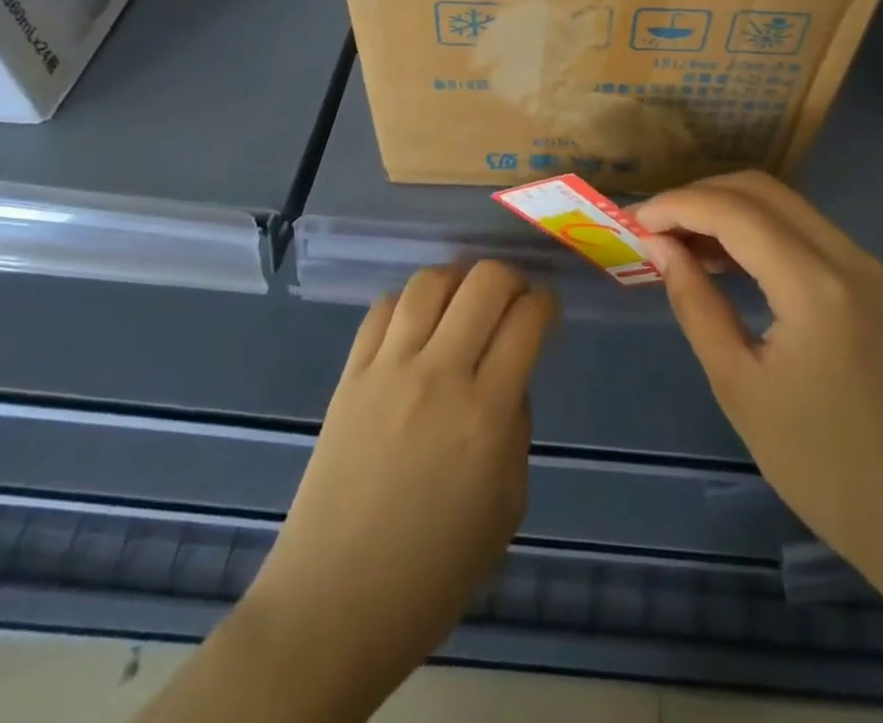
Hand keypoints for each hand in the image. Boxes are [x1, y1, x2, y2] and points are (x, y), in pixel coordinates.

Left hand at [236, 262, 557, 717]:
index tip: (546, 312)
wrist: (335, 604)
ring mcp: (388, 369)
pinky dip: (409, 302)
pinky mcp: (350, 374)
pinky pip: (383, 308)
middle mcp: (439, 375)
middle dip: (511, 279)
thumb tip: (510, 379)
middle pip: (484, 281)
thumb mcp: (507, 508)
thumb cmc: (434, 572)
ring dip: (459, 280)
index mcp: (486, 415)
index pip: (528, 320)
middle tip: (513, 302)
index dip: (546, 304)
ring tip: (464, 303)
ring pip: (430, 281)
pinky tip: (418, 323)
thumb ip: (516, 429)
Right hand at [636, 171, 882, 572]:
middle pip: (760, 190)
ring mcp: (862, 265)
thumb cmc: (819, 464)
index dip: (677, 206)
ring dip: (727, 209)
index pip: (734, 211)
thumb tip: (660, 247)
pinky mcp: (867, 280)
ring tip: (678, 242)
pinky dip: (756, 229)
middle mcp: (844, 256)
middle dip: (699, 197)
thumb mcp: (738, 385)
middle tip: (653, 228)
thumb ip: (695, 303)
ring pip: (782, 204)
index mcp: (814, 285)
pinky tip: (723, 258)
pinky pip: (801, 230)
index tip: (633, 222)